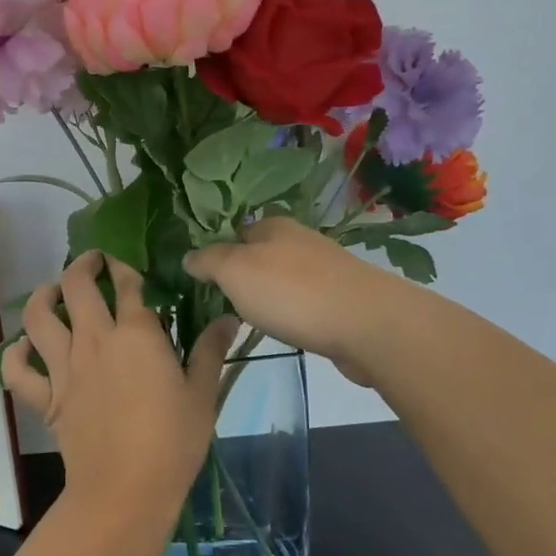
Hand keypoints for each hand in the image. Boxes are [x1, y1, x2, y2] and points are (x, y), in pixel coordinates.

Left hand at [3, 251, 235, 540]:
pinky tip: (24, 348)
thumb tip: (229, 317)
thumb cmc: (173, 442)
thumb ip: (210, 351)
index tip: (126, 266)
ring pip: (38, 317)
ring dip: (42, 295)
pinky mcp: (46, 398)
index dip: (124, 268)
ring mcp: (64, 367)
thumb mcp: (202, 395)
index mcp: (136, 334)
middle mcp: (94, 340)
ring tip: (52, 291)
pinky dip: (16, 355)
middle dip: (82, 265)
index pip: (127, 284)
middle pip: (75, 286)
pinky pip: (18, 370)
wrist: (125, 491)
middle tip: (91, 263)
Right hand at [182, 218, 394, 386]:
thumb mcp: (234, 271)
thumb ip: (208, 261)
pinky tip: (286, 328)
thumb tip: (187, 257)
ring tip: (250, 319)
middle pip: (261, 254)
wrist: (367, 325)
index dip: (216, 251)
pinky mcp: (343, 300)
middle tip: (220, 302)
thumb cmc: (292, 292)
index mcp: (273, 226)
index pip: (235, 231)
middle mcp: (300, 241)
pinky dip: (293, 312)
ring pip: (284, 279)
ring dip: (269, 295)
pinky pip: (305, 302)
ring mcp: (325, 270)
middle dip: (243, 275)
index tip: (201, 277)